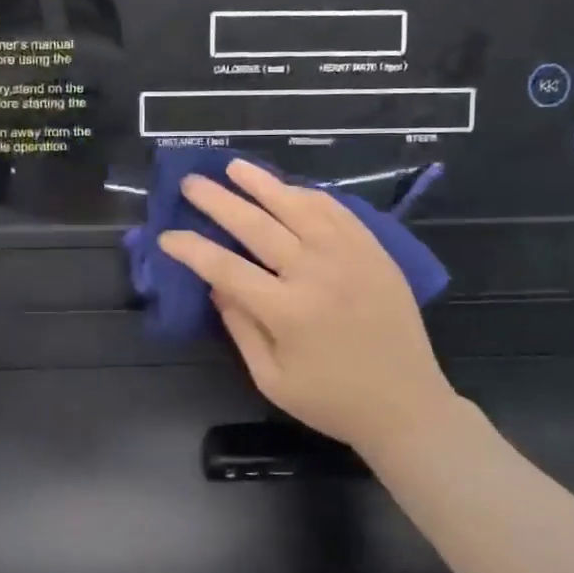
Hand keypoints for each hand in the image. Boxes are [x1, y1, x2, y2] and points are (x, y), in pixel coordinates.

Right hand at [159, 158, 460, 453]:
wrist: (407, 405)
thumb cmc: (331, 401)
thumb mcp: (271, 377)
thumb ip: (240, 326)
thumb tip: (214, 283)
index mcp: (287, 312)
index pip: (225, 267)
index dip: (191, 249)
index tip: (167, 236)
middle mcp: (316, 274)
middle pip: (256, 226)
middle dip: (217, 201)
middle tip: (190, 183)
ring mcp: (349, 256)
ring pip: (298, 206)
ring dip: (261, 183)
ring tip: (233, 167)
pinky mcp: (374, 251)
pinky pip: (336, 211)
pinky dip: (307, 195)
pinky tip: (286, 188)